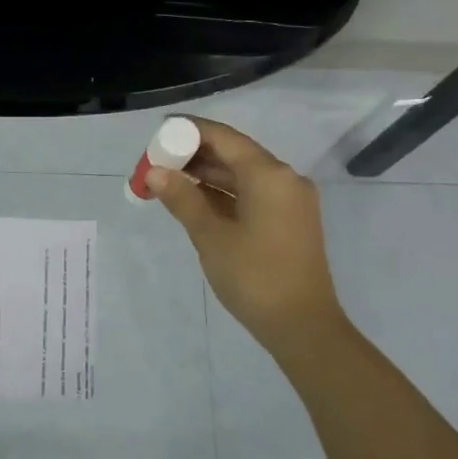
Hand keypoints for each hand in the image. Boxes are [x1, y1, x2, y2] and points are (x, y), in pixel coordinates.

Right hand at [148, 118, 347, 352]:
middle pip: (234, 154)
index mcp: (270, 175)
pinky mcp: (289, 220)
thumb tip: (155, 172)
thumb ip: (182, 199)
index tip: (158, 133)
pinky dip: (224, 194)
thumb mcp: (211, 237)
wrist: (303, 327)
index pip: (224, 138)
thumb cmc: (255, 278)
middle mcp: (285, 179)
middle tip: (156, 162)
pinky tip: (194, 199)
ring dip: (207, 176)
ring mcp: (290, 201)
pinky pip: (252, 194)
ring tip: (167, 179)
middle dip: (194, 155)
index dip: (189, 131)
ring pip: (243, 175)